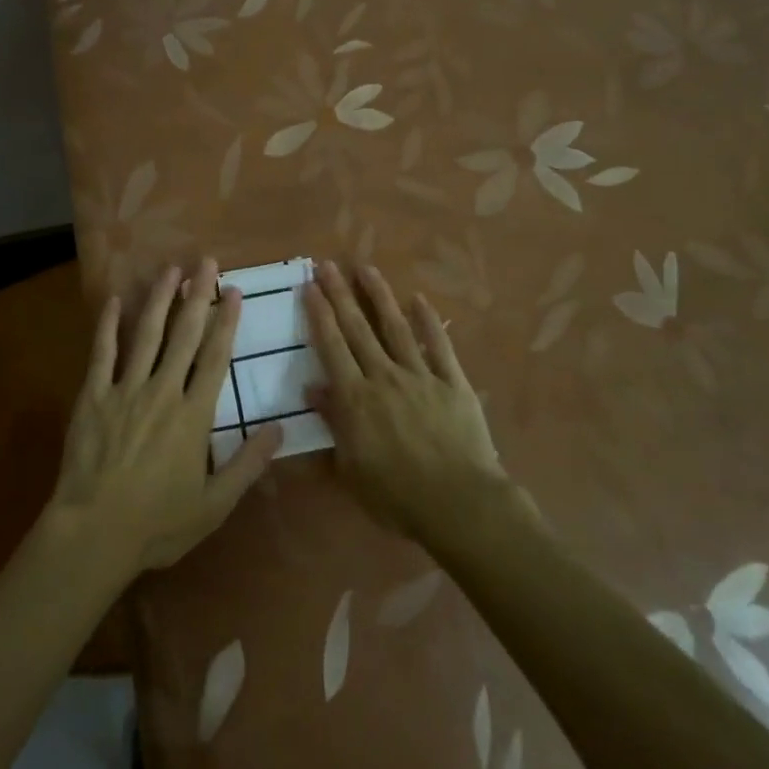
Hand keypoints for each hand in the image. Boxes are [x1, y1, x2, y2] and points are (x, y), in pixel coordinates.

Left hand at [50, 260, 281, 576]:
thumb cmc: (158, 523)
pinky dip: (108, 325)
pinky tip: (115, 300)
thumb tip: (279, 429)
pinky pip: (102, 354)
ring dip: (159, 299)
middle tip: (206, 262)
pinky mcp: (92, 397)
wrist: (93, 534)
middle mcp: (162, 392)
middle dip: (197, 296)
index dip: (226, 321)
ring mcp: (124, 390)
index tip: (233, 291)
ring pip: (146, 334)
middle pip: (184, 335)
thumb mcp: (214, 504)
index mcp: (193, 415)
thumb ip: (248, 464)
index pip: (215, 357)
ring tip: (170, 269)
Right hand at [305, 260, 506, 538]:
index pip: (332, 347)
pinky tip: (420, 300)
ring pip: (395, 327)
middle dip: (340, 294)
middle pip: (358, 329)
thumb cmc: (397, 496)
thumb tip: (313, 388)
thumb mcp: (351, 470)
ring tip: (366, 268)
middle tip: (328, 265)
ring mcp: (421, 375)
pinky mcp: (452, 382)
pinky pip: (438, 345)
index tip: (309, 287)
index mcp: (356, 399)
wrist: (459, 503)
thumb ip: (332, 425)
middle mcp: (384, 377)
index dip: (319, 315)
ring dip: (379, 296)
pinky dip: (429, 321)